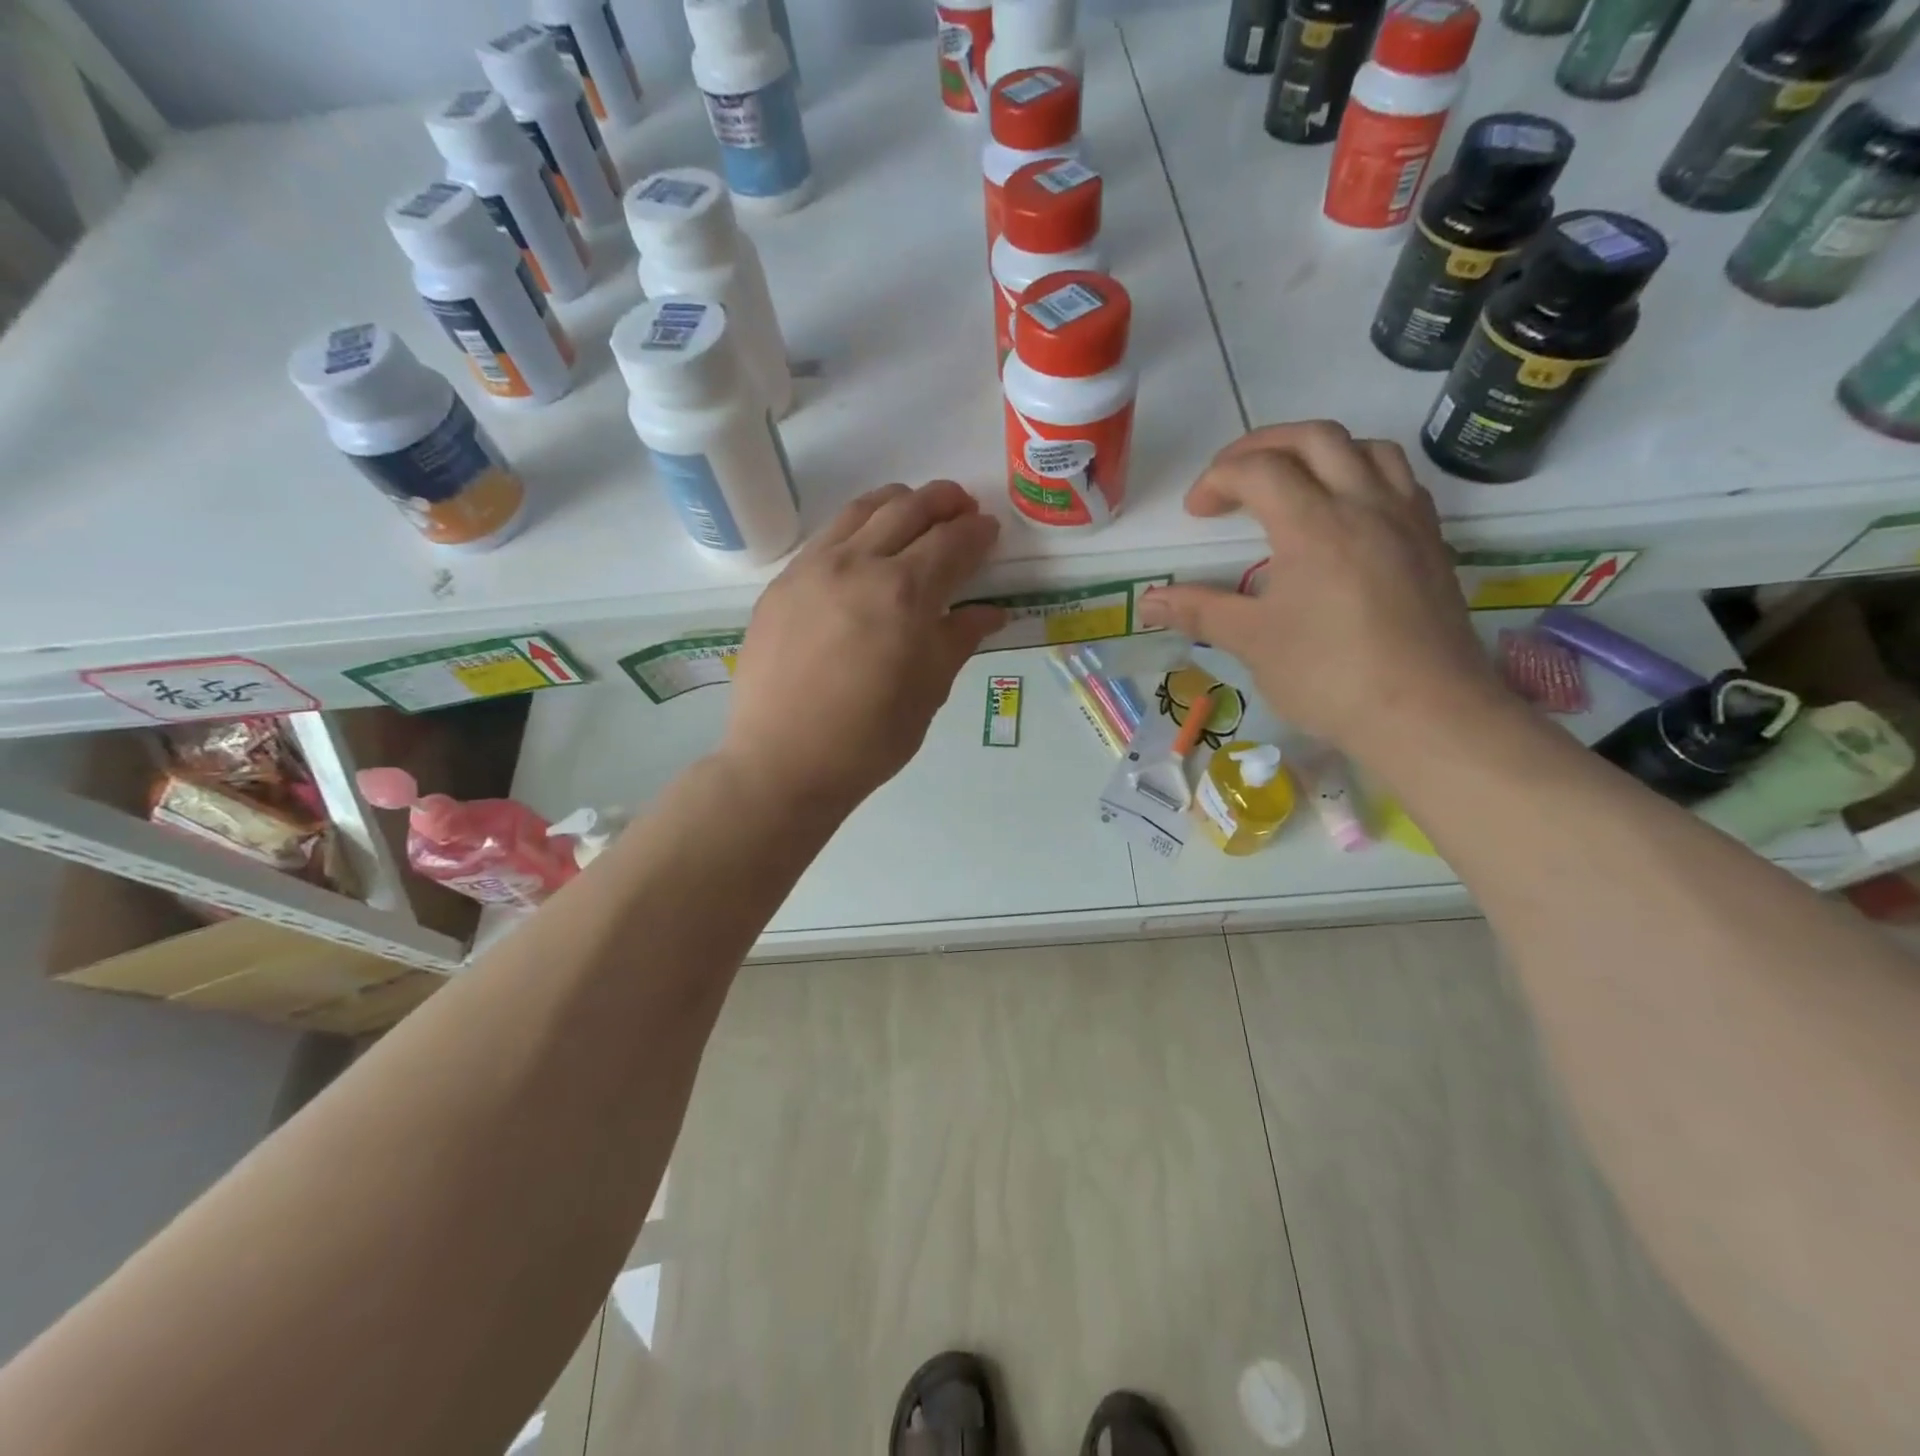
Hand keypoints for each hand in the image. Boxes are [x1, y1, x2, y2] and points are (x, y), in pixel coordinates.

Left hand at [720, 481, 1005, 812]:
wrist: (783, 762)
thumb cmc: (868, 738)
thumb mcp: (928, 692)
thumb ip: (958, 639)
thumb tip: (990, 612)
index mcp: (903, 594)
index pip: (951, 543)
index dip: (977, 532)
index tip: (990, 529)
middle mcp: (858, 565)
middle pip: (908, 510)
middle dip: (943, 502)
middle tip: (962, 507)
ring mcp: (813, 568)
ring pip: (861, 510)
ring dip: (898, 502)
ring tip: (916, 509)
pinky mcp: (782, 583)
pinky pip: (827, 535)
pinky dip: (857, 524)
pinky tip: (865, 542)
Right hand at [1138, 422, 1501, 758]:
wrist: (1426, 713)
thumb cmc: (1329, 675)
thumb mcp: (1252, 642)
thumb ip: (1199, 611)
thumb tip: (1147, 601)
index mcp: (1314, 524)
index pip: (1259, 469)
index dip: (1218, 480)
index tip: (1197, 513)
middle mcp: (1364, 504)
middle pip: (1315, 437)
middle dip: (1264, 445)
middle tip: (1233, 476)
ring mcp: (1406, 520)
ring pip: (1366, 448)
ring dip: (1319, 452)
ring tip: (1292, 484)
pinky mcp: (1432, 543)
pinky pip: (1398, 480)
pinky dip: (1362, 476)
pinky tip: (1346, 515)